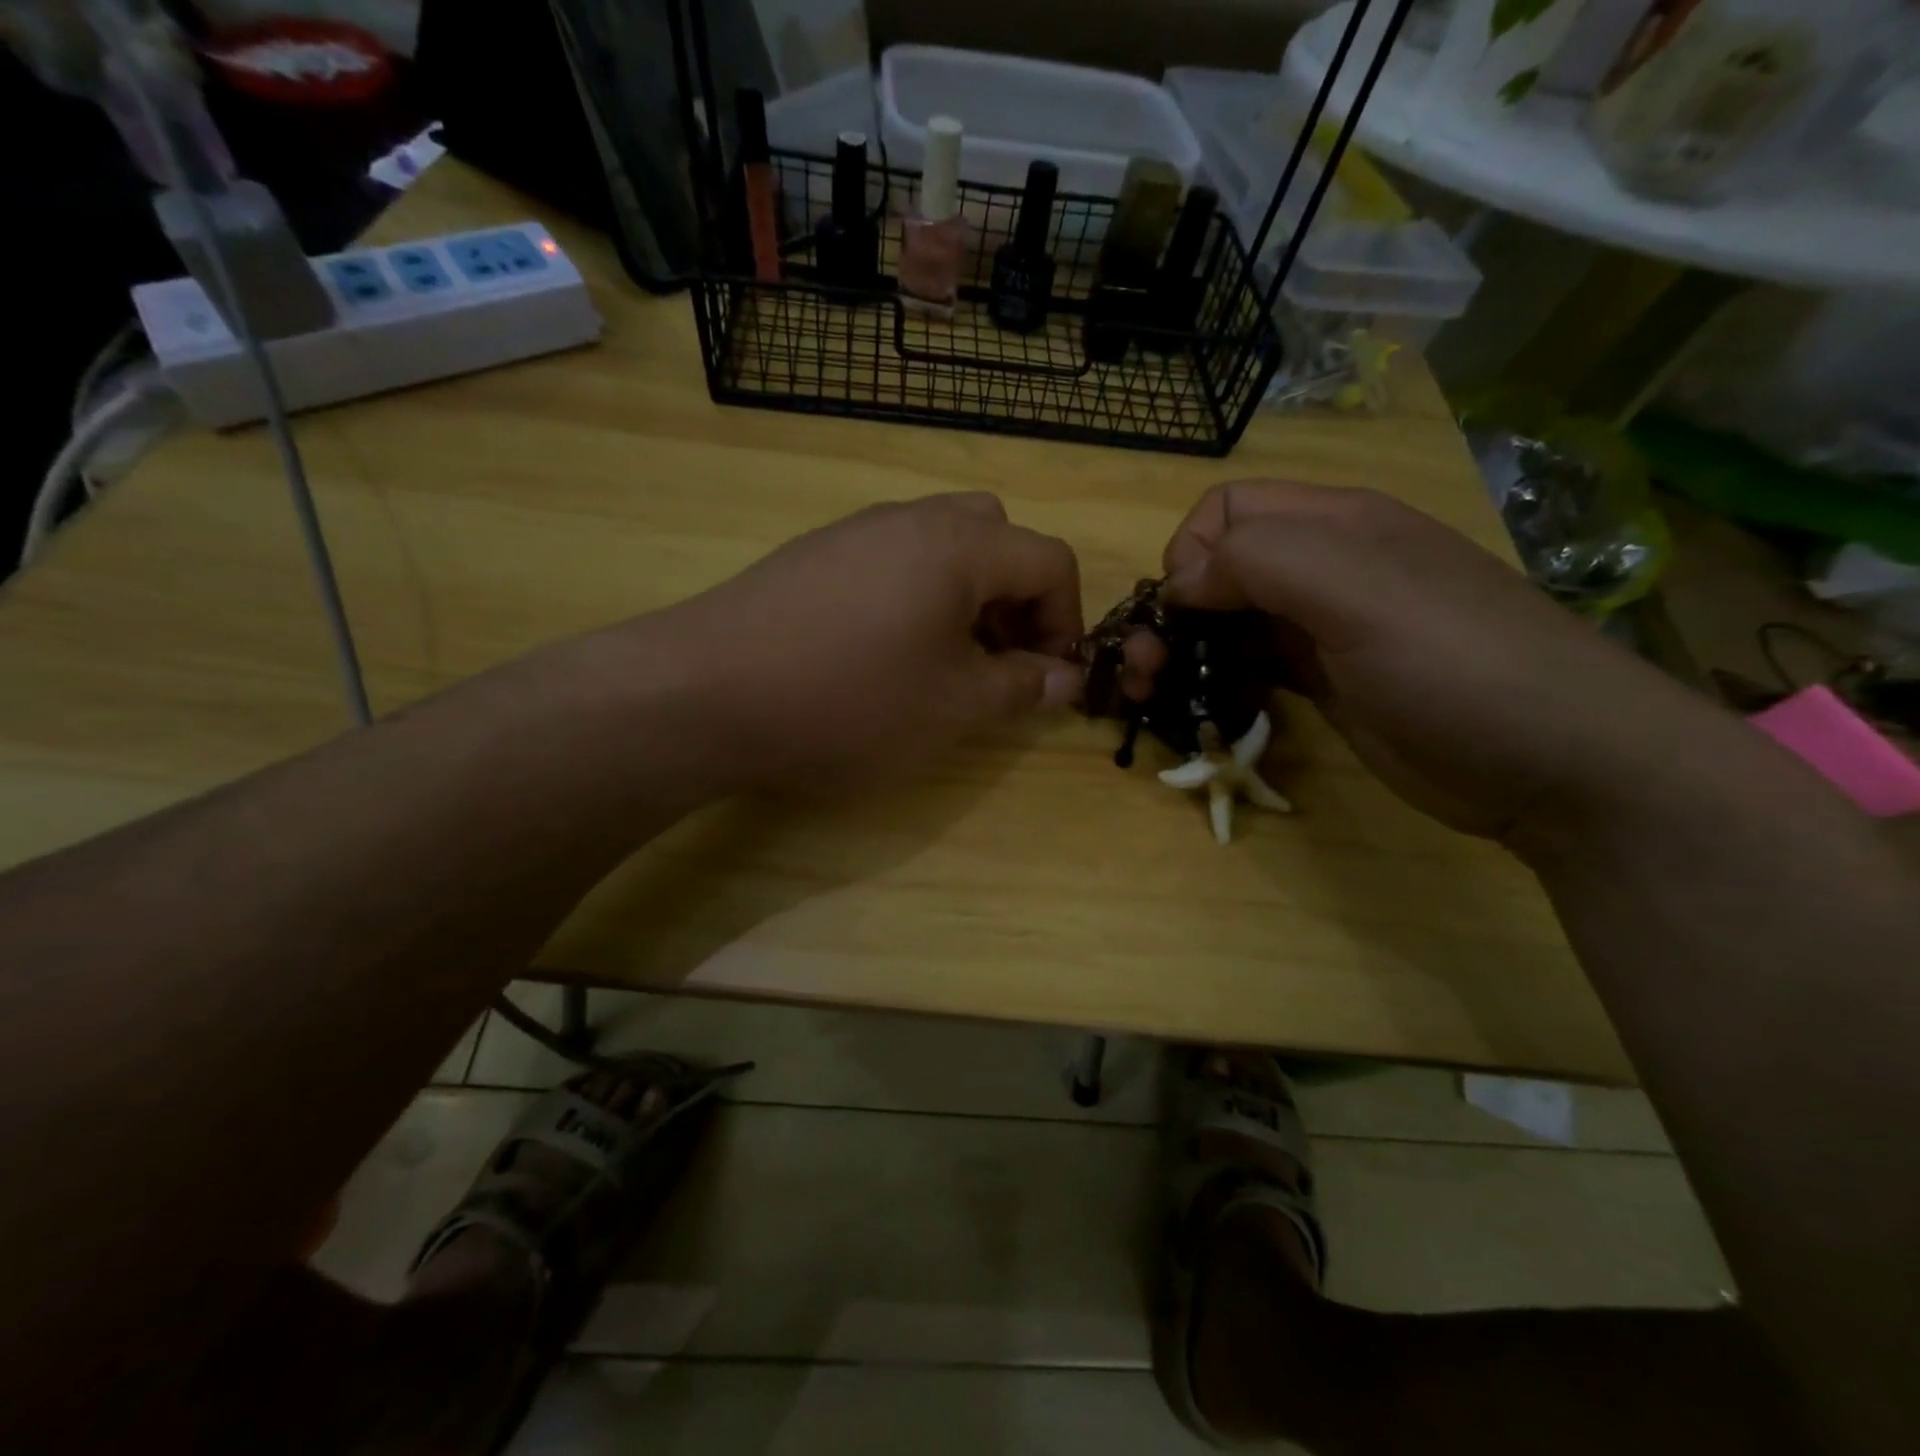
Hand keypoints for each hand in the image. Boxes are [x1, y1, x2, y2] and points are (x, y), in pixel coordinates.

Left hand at [664, 493, 1084, 791]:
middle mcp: (912, 519)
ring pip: (941, 543)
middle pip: (997, 536)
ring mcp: (856, 531)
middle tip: (998, 659)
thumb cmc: (849, 701)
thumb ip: (1021, 688)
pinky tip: (882, 652)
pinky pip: (891, 558)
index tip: (1050, 675)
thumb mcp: (952, 707)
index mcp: (960, 545)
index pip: (1049, 559)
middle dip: (1016, 597)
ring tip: (945, 661)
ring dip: (966, 595)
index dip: (1066, 618)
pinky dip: (915, 595)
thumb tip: (1066, 679)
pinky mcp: (814, 554)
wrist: (706, 691)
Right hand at [1131, 480, 1702, 839]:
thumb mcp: (1359, 591)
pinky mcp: (1324, 685)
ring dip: (1184, 651)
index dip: (1189, 552)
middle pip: (1218, 567)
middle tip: (1147, 669)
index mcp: (1334, 525)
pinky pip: (1250, 668)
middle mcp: (1324, 569)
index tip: (1181, 613)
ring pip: (1228, 622)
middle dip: (1172, 610)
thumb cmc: (1457, 664)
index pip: (1227, 509)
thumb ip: (1260, 561)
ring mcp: (1324, 631)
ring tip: (1156, 693)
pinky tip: (1204, 708)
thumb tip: (1180, 581)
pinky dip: (1216, 682)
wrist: (1556, 765)